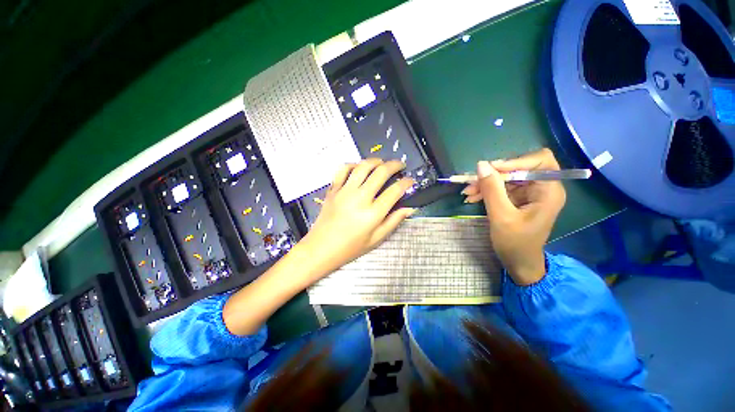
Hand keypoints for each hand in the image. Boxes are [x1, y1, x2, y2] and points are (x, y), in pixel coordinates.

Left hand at [299, 158, 415, 278]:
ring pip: (363, 166)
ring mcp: (344, 191)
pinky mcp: (333, 189)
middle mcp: (360, 198)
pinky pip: (343, 169)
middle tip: (400, 166)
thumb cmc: (351, 247)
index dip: (406, 183)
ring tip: (382, 163)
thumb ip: (394, 221)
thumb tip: (410, 208)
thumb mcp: (376, 239)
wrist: (321, 248)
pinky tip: (359, 168)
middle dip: (395, 165)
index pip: (395, 191)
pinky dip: (353, 165)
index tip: (410, 180)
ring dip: (376, 161)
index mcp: (373, 213)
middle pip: (381, 172)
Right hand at [462, 148, 565, 284]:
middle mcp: (542, 188)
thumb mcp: (501, 216)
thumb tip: (481, 165)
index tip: (490, 169)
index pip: (539, 161)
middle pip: (519, 168)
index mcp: (549, 191)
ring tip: (468, 192)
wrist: (518, 262)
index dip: (515, 161)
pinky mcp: (519, 198)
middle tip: (472, 182)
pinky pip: (502, 187)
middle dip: (494, 175)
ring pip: (507, 177)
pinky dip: (487, 190)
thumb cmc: (515, 243)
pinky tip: (472, 197)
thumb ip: (492, 190)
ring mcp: (530, 193)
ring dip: (486, 183)